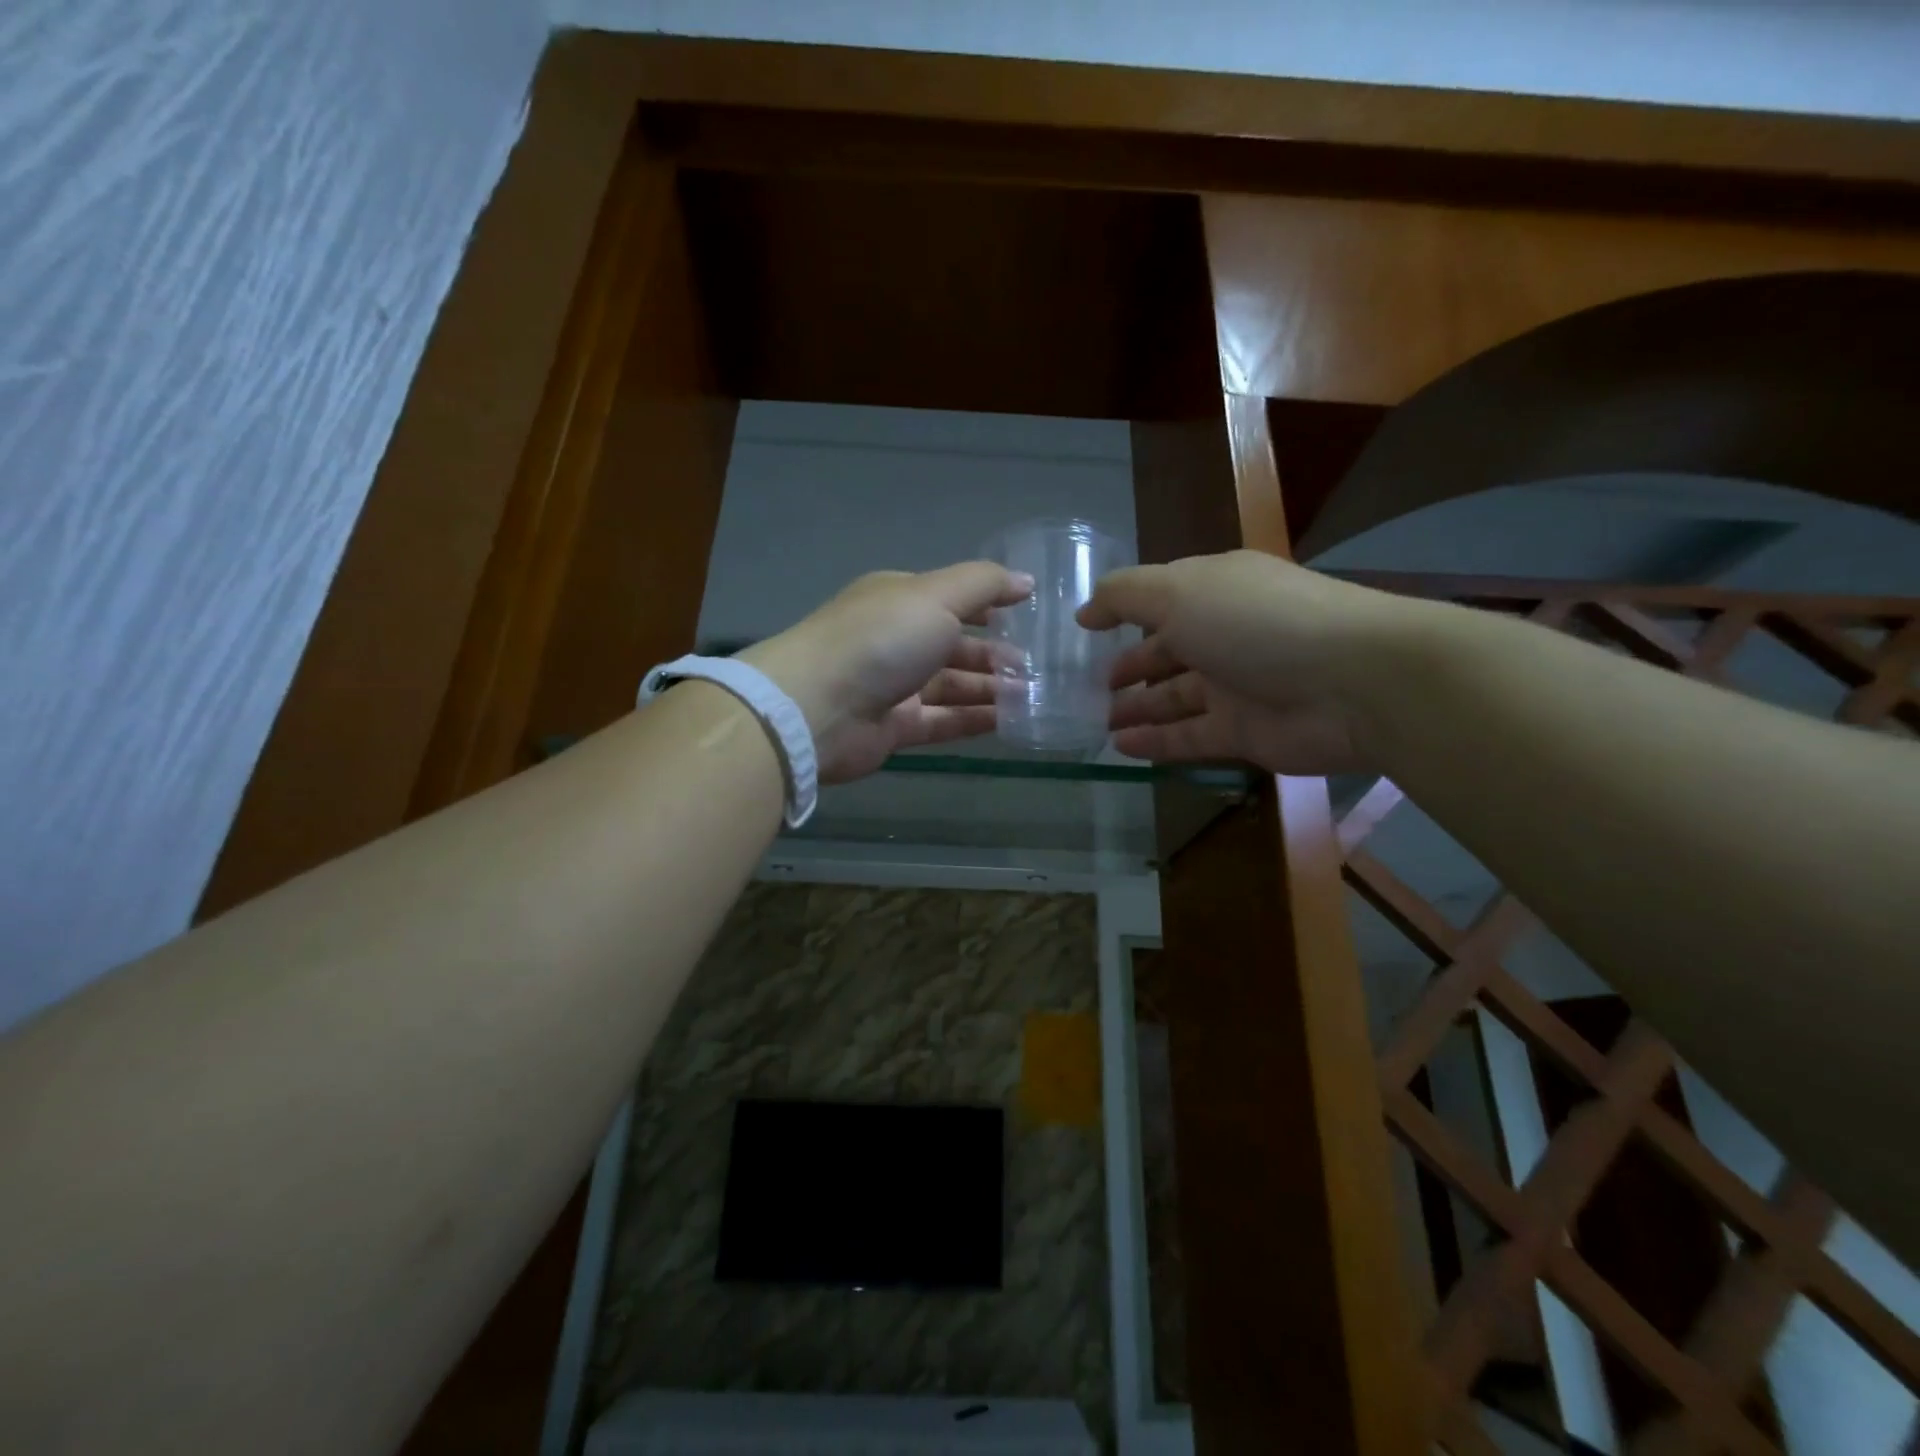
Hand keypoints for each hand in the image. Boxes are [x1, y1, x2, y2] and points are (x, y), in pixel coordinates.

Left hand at [740, 563, 1031, 782]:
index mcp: (899, 600)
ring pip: (951, 686)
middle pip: (953, 645)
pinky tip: (1009, 722)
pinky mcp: (894, 728)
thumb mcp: (937, 596)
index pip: (951, 598)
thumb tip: (1025, 581)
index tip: (1028, 616)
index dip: (988, 606)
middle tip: (1037, 667)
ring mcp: (894, 686)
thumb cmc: (880, 640)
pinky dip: (974, 720)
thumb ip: (984, 585)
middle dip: (994, 654)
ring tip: (1033, 695)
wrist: (817, 708)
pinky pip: (943, 721)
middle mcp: (896, 640)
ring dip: (990, 689)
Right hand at [1077, 550, 1409, 774]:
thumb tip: (1085, 609)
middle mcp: (1225, 635)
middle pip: (1167, 651)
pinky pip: (1189, 737)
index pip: (1161, 598)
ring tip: (1096, 721)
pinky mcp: (1244, 733)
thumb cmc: (1257, 623)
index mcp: (1215, 591)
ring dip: (1136, 707)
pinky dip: (1155, 742)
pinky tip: (1119, 747)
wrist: (1354, 683)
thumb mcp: (1179, 592)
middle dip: (1129, 666)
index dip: (1123, 611)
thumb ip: (1125, 596)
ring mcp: (1236, 687)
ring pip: (1174, 698)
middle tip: (1088, 686)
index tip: (1085, 629)